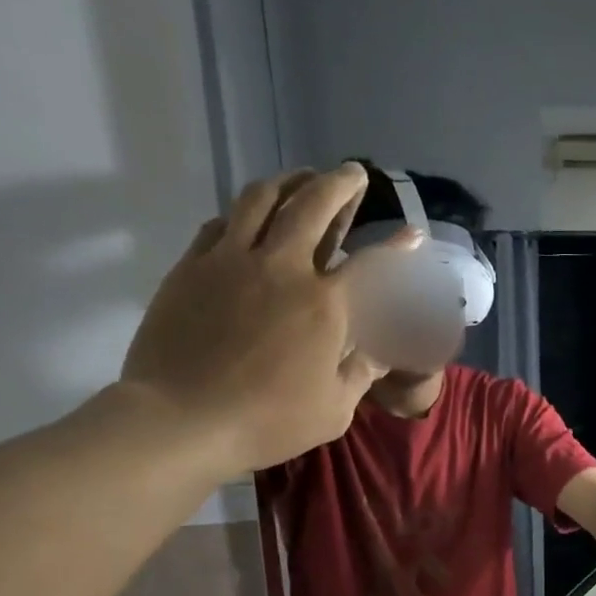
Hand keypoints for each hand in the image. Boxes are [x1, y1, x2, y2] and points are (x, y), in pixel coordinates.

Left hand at [119, 164, 421, 475]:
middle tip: (352, 174)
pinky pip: (222, 222)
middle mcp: (282, 268)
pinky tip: (249, 216)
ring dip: (288, 181)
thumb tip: (380, 351)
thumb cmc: (268, 421)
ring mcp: (232, 260)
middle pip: (313, 206)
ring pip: (262, 199)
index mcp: (325, 305)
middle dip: (339, 184)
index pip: (371, 264)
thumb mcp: (334, 409)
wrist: (183, 418)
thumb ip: (360, 372)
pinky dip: (243, 212)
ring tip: (302, 177)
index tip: (412, 234)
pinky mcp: (193, 266)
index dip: (396, 248)